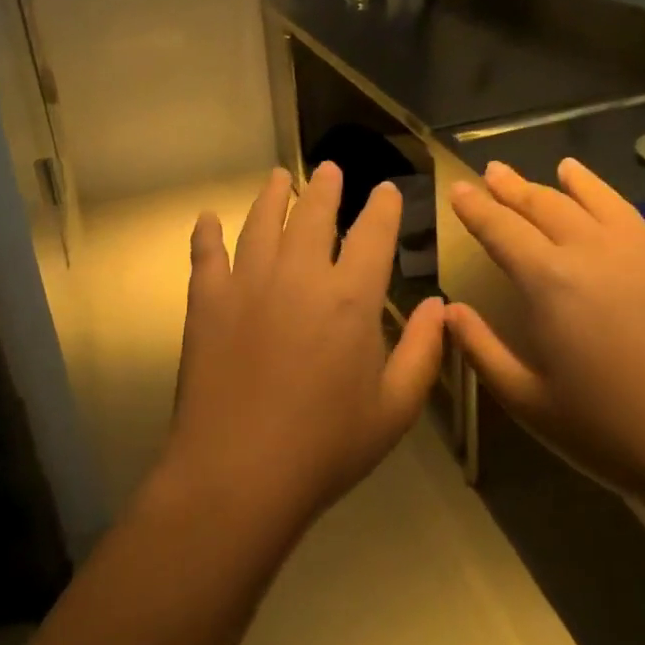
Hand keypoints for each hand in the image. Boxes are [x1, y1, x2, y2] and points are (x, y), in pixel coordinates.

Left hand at [162, 163, 445, 532]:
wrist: (238, 474)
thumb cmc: (326, 447)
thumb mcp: (394, 409)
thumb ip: (422, 351)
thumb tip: (437, 305)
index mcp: (350, 298)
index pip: (373, 234)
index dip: (382, 207)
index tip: (385, 190)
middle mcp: (299, 276)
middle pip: (313, 214)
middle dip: (325, 187)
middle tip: (328, 169)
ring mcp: (248, 284)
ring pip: (261, 223)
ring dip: (271, 196)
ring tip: (278, 177)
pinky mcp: (207, 303)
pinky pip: (206, 255)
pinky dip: (206, 234)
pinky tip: (206, 219)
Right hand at [447, 158, 644, 517]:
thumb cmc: (610, 431)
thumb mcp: (528, 401)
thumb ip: (483, 351)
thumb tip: (450, 311)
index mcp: (549, 280)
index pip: (500, 229)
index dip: (475, 207)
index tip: (458, 188)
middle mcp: (595, 250)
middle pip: (547, 205)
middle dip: (515, 187)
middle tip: (495, 170)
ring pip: (605, 201)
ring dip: (580, 182)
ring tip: (564, 166)